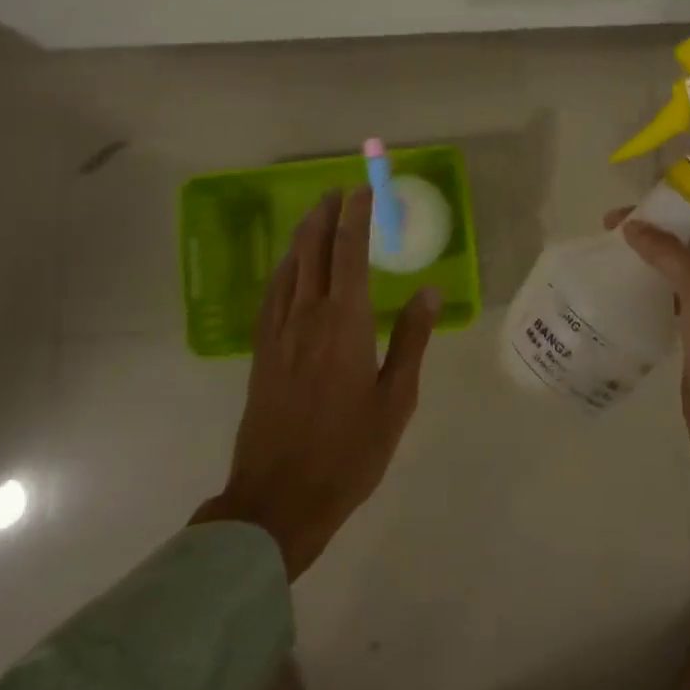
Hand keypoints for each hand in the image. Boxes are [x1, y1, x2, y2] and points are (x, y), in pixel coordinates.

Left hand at [193, 188, 440, 578]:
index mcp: (345, 323)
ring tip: (315, 215)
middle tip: (337, 192)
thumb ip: (411, 339)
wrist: (278, 498)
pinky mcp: (261, 352)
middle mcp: (308, 316)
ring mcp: (278, 333)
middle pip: (313, 250)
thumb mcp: (396, 400)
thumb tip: (428, 290)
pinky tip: (288, 268)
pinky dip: (283, 268)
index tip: (362, 191)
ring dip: (302, 236)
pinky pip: (272, 294)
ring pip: (289, 268)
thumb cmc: (349, 452)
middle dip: (325, 215)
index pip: (350, 253)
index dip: (356, 217)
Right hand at [605, 194, 689, 498]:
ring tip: (609, 248)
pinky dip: (647, 281)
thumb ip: (673, 253)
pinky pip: (669, 293)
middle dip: (660, 218)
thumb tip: (634, 227)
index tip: (648, 185)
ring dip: (650, 249)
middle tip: (614, 222)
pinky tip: (619, 287)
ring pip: (680, 261)